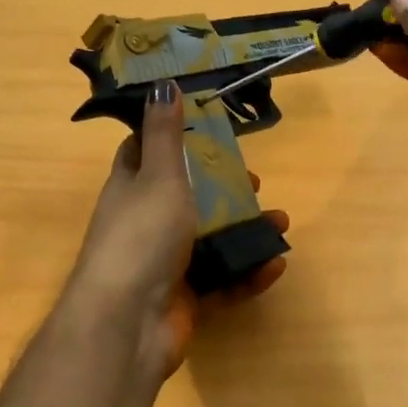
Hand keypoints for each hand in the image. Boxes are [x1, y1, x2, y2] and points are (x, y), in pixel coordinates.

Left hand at [62, 82, 288, 381]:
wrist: (128, 322)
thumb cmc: (143, 236)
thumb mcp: (157, 175)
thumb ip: (164, 134)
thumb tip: (161, 84)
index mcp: (130, 189)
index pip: (145, 154)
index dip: (173, 139)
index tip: (207, 128)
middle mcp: (144, 224)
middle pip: (187, 198)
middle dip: (223, 189)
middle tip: (254, 181)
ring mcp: (164, 265)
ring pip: (210, 241)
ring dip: (245, 231)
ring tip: (280, 223)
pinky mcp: (184, 300)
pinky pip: (221, 282)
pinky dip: (247, 274)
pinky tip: (275, 265)